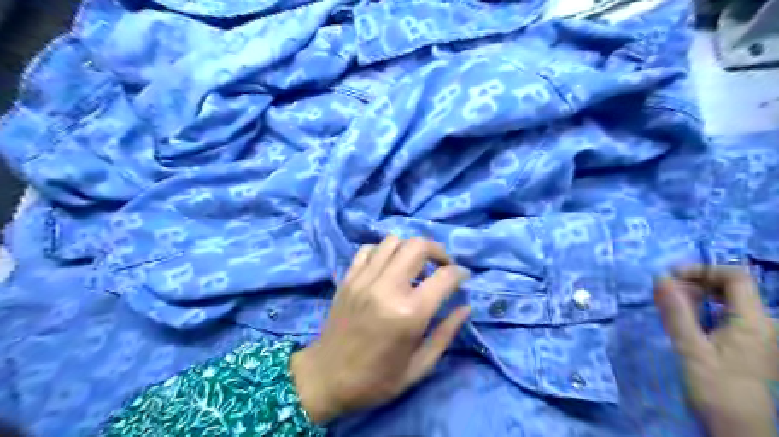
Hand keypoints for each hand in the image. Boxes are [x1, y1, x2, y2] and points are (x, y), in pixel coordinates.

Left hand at [285, 235, 466, 423]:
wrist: (325, 378)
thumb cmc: (376, 379)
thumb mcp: (419, 366)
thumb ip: (446, 333)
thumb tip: (465, 306)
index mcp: (408, 313)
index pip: (444, 277)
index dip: (460, 273)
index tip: (463, 277)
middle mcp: (386, 288)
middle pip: (417, 245)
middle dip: (437, 251)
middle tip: (442, 266)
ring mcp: (363, 279)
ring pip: (393, 241)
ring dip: (410, 249)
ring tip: (415, 266)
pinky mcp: (348, 278)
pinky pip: (369, 249)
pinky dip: (383, 251)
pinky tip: (388, 267)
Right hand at [656, 266, 778, 436]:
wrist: (741, 430)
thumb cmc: (717, 388)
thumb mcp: (690, 348)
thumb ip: (675, 311)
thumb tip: (660, 277)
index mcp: (755, 321)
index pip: (735, 276)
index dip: (703, 269)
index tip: (671, 276)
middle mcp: (764, 324)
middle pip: (731, 286)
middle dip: (696, 283)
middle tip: (665, 294)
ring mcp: (759, 335)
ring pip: (728, 301)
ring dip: (697, 297)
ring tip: (670, 308)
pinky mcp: (750, 345)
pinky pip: (727, 315)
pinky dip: (704, 311)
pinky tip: (687, 322)